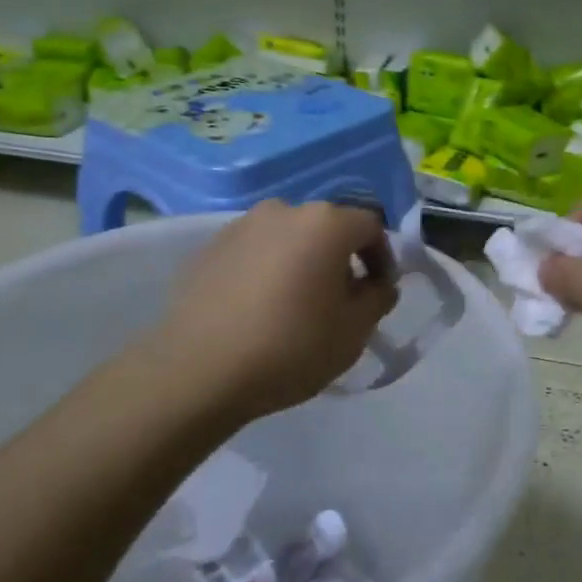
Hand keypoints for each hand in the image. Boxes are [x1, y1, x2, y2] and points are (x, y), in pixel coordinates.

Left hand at [134, 200, 399, 433]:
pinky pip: (254, 252)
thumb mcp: (355, 331)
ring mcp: (241, 225)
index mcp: (326, 222)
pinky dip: (267, 270)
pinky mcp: (209, 247)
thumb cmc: (291, 347)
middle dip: (340, 259)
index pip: (371, 227)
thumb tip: (377, 283)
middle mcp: (284, 210)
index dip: (382, 258)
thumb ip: (378, 298)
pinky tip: (259, 308)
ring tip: (295, 304)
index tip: (378, 293)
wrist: (198, 370)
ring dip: (301, 262)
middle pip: (327, 227)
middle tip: (339, 300)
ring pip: (288, 238)